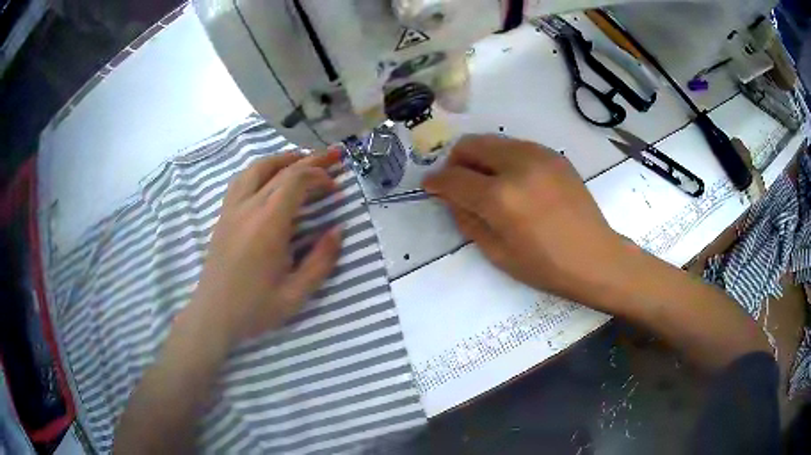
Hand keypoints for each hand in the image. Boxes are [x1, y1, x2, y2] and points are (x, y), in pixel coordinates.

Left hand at [189, 150, 342, 344]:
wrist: (213, 315)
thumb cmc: (254, 309)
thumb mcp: (296, 294)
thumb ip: (321, 261)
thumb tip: (338, 230)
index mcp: (268, 225)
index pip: (296, 181)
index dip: (319, 176)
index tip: (335, 187)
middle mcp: (248, 208)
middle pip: (280, 170)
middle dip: (310, 160)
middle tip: (332, 156)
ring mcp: (231, 209)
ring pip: (256, 169)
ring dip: (282, 160)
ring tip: (301, 159)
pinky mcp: (223, 216)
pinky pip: (241, 181)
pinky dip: (260, 170)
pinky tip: (268, 179)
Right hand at [423, 135, 627, 307]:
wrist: (595, 257)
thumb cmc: (545, 266)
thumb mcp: (497, 253)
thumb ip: (467, 220)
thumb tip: (452, 197)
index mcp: (500, 198)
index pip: (454, 178)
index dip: (436, 182)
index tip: (429, 186)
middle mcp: (517, 166)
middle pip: (471, 145)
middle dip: (455, 161)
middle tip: (457, 182)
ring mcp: (539, 155)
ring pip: (493, 141)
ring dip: (480, 157)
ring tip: (486, 181)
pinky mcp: (554, 155)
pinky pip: (517, 146)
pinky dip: (504, 158)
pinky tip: (514, 180)